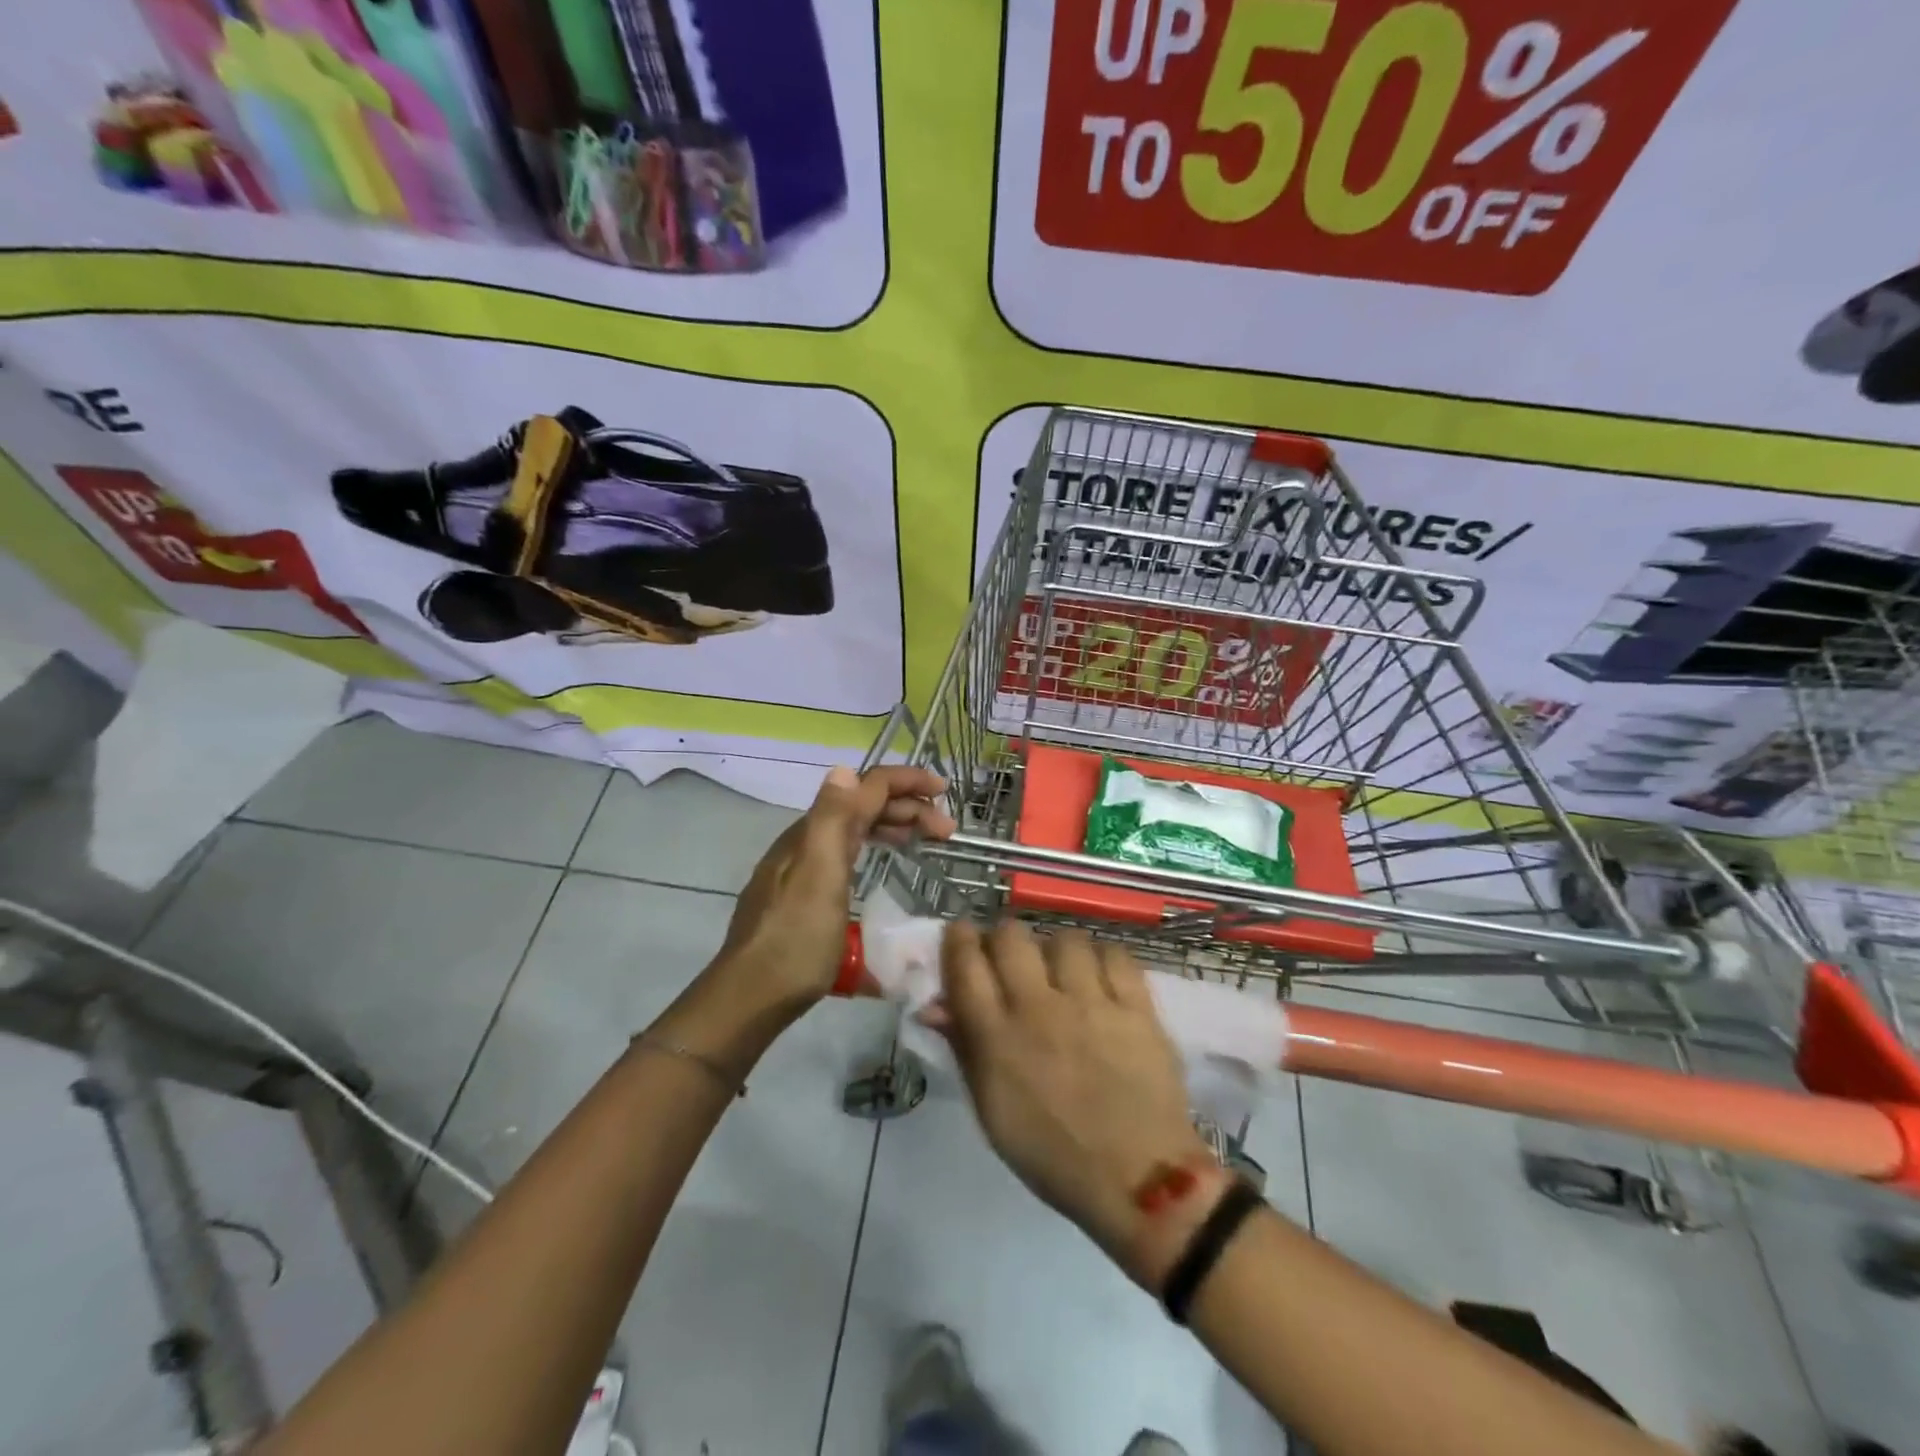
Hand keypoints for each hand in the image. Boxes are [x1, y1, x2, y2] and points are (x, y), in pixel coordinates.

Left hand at [713, 765, 954, 1016]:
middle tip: (947, 832)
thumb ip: (833, 819)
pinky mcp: (806, 895)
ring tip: (927, 843)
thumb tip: (846, 769)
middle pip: (863, 807)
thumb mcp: (819, 874)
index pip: (865, 788)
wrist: (752, 996)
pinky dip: (877, 848)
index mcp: (814, 832)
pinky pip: (849, 854)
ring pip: (856, 831)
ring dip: (895, 827)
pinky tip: (887, 866)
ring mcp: (805, 869)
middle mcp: (808, 842)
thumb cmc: (796, 938)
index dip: (907, 782)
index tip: (946, 793)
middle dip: (908, 807)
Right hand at [938, 921, 1220, 1284]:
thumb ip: (964, 1049)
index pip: (965, 964)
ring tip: (1062, 968)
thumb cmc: (1054, 1154)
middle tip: (1011, 955)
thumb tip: (934, 1005)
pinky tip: (1101, 977)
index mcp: (998, 1038)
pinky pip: (1114, 954)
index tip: (961, 934)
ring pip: (1064, 939)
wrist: (1139, 1180)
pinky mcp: (1135, 1006)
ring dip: (1056, 949)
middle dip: (1004, 937)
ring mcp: (1091, 1003)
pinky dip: (1103, 958)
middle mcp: (1039, 1009)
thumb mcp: (992, 1112)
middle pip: (1011, 938)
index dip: (958, 939)